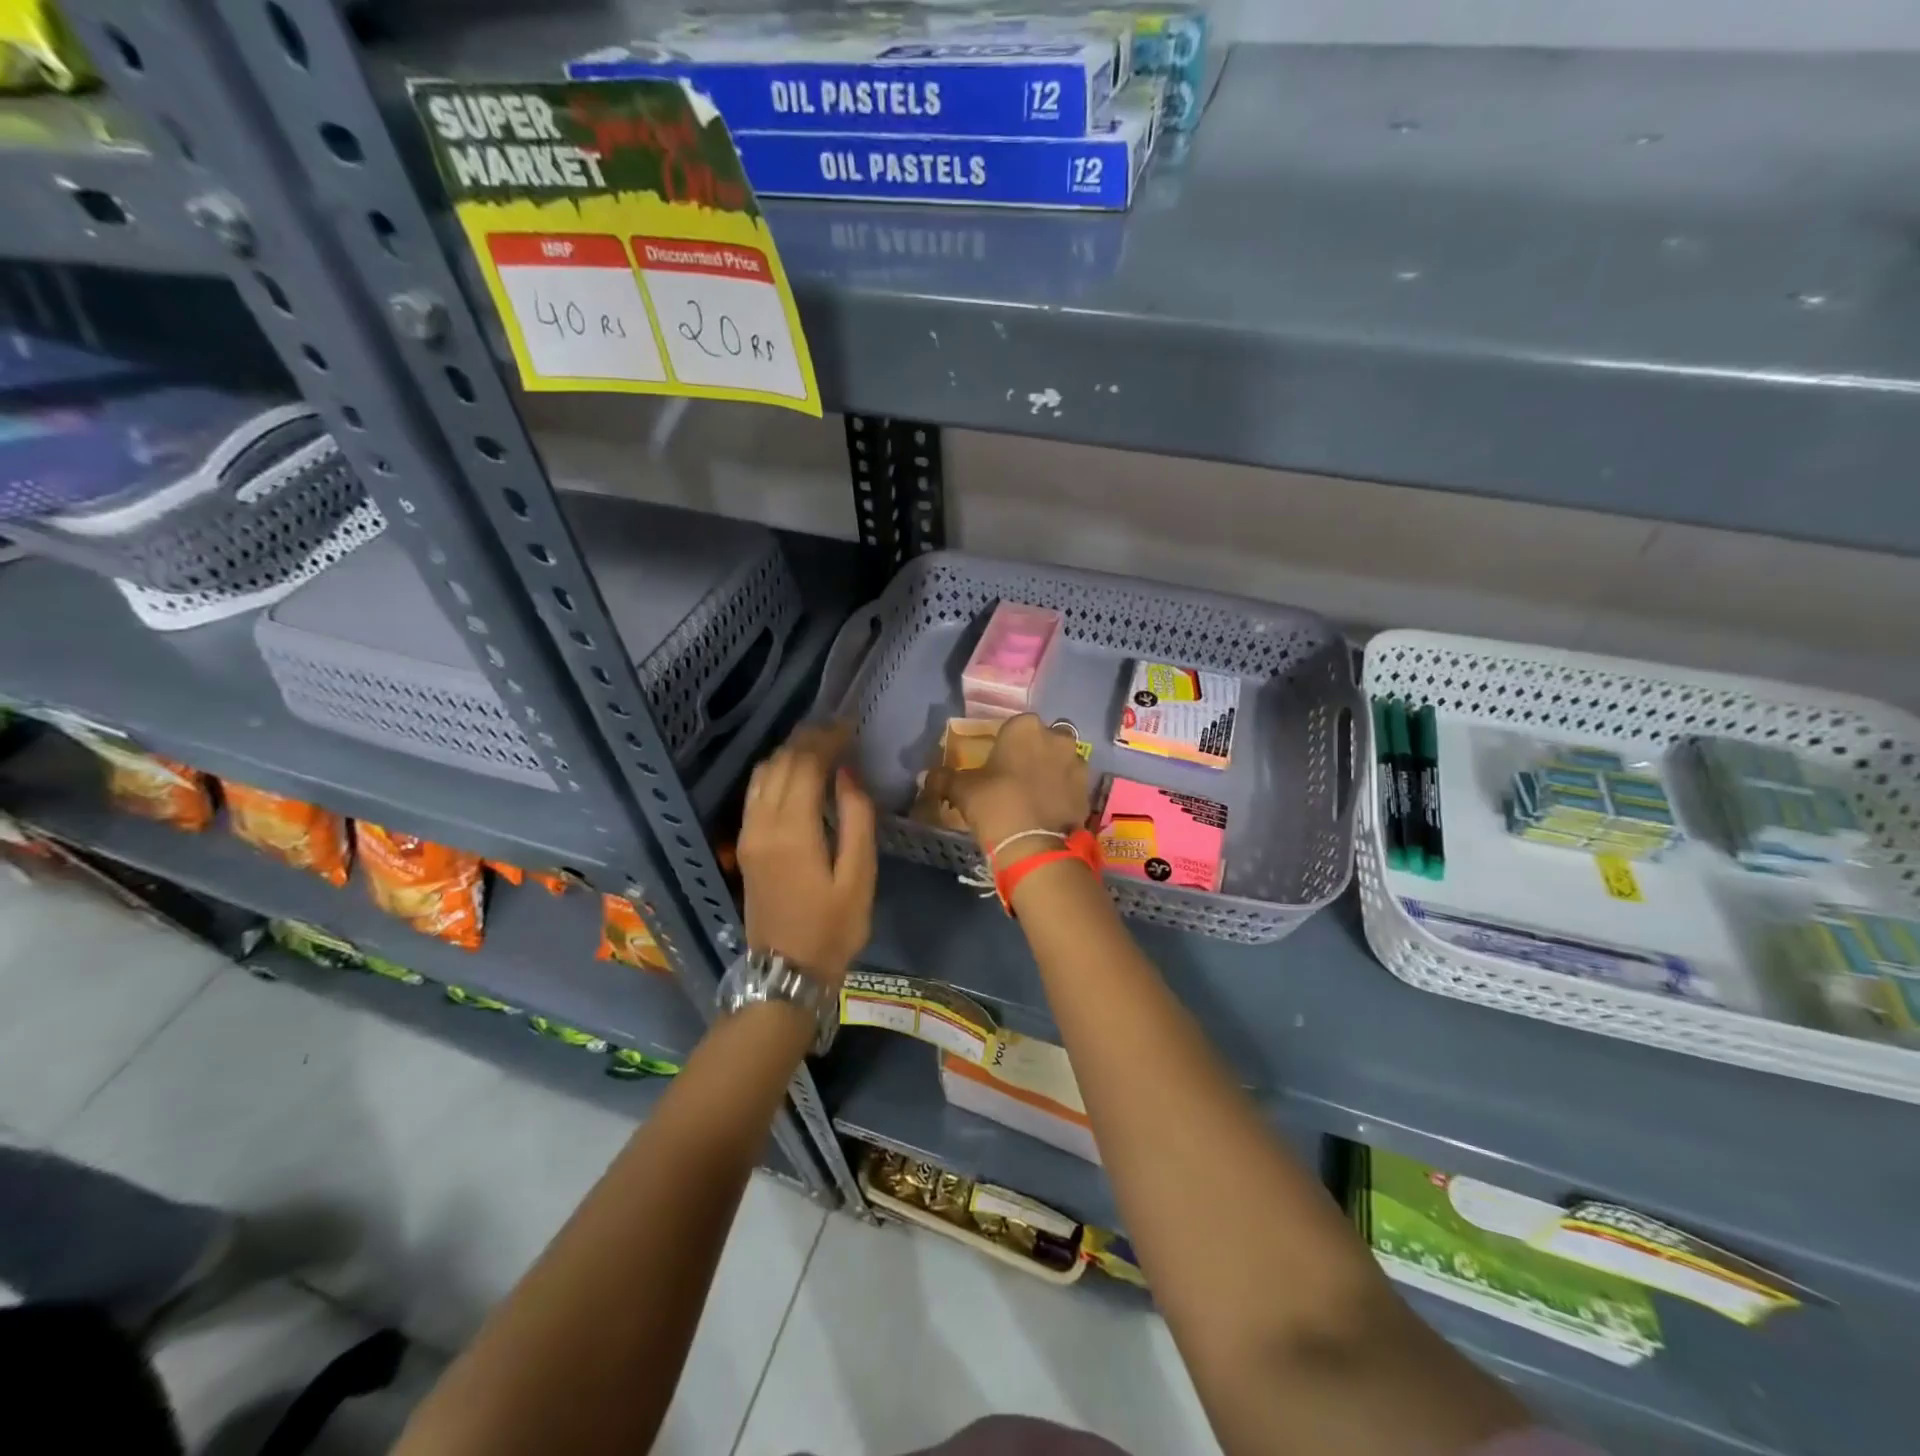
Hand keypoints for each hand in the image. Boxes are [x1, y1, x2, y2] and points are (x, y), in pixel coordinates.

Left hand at [738, 722, 875, 985]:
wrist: (786, 973)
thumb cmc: (833, 928)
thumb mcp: (859, 877)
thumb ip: (857, 819)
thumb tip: (848, 774)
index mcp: (792, 831)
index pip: (805, 765)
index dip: (827, 740)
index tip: (850, 727)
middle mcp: (762, 824)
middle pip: (781, 763)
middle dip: (809, 740)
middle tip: (839, 730)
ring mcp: (747, 834)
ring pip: (762, 774)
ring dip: (789, 753)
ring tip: (820, 746)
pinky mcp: (744, 844)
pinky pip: (755, 792)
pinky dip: (776, 771)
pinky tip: (796, 773)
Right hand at [925, 713, 1090, 861]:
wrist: (1034, 845)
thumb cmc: (995, 804)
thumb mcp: (962, 790)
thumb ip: (944, 778)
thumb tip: (926, 776)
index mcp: (1024, 727)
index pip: (1013, 726)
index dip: (1005, 744)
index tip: (996, 763)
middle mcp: (1056, 737)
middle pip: (1042, 740)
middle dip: (1032, 754)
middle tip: (1015, 778)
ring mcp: (1077, 763)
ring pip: (1061, 761)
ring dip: (1051, 771)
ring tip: (1034, 796)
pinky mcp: (1088, 790)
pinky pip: (1071, 785)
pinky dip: (1062, 793)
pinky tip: (1048, 810)